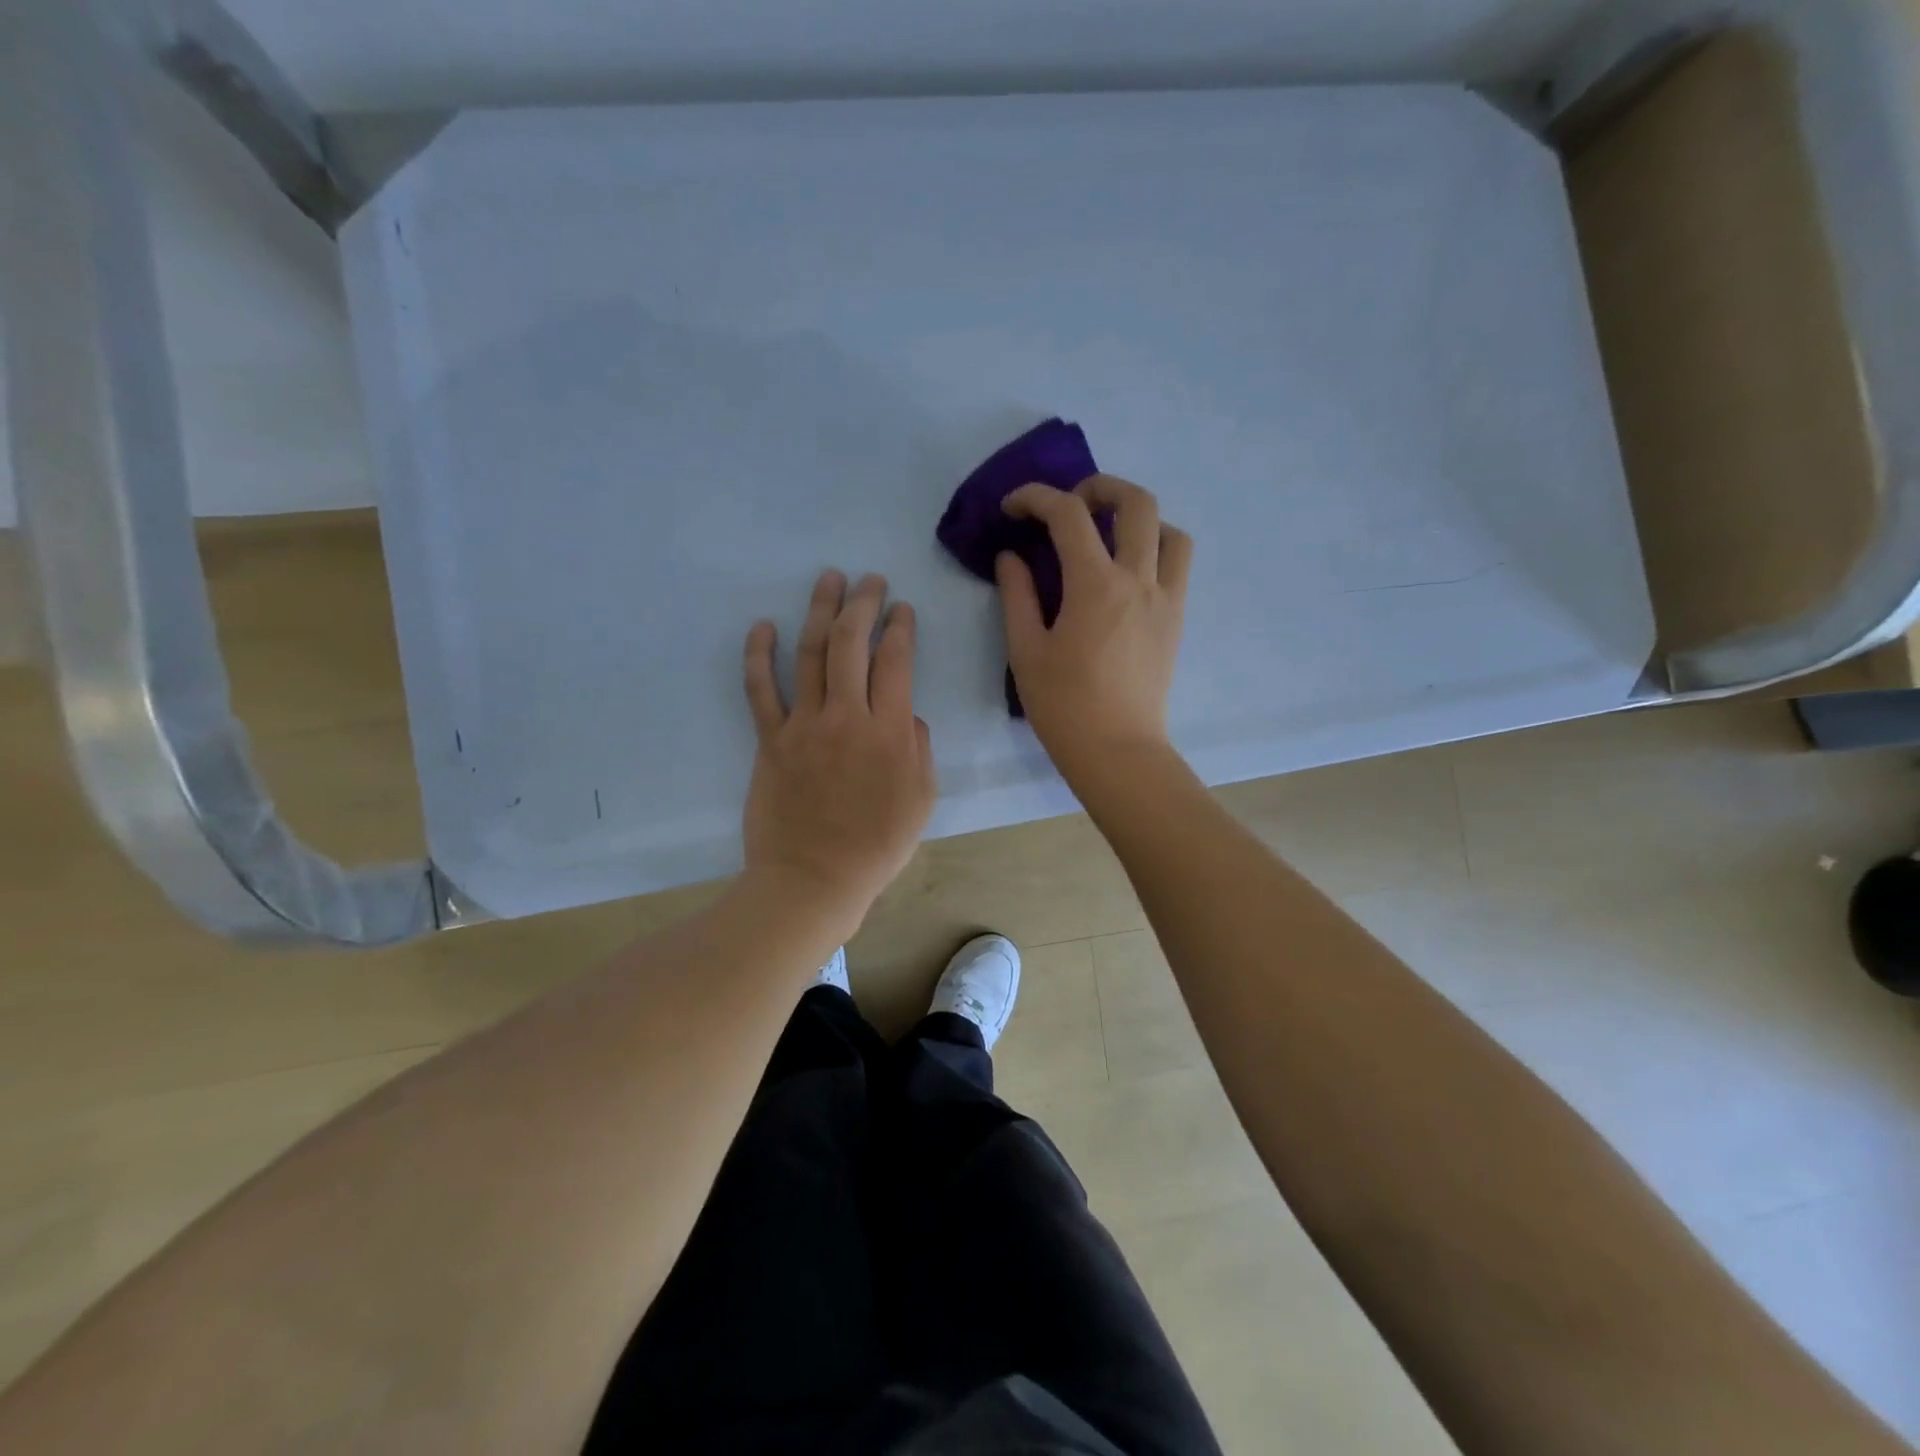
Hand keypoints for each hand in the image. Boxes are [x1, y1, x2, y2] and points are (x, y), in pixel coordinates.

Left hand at [742, 571, 936, 938]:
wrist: (813, 879)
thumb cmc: (876, 846)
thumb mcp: (921, 799)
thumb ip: (918, 748)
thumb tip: (904, 713)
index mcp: (889, 732)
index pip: (895, 662)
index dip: (900, 628)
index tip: (902, 609)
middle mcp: (846, 717)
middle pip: (852, 644)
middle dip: (863, 604)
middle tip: (870, 581)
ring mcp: (803, 726)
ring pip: (811, 654)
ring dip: (820, 611)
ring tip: (829, 580)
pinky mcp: (770, 741)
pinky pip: (761, 690)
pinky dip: (759, 655)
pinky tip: (763, 626)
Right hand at [997, 476, 1191, 786]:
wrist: (1117, 751)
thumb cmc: (1063, 706)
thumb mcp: (1026, 650)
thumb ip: (1017, 595)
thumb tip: (1012, 557)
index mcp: (1095, 586)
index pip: (1068, 515)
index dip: (1036, 497)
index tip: (1012, 508)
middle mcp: (1138, 580)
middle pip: (1136, 502)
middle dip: (1099, 487)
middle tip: (1070, 506)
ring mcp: (1165, 598)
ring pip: (1169, 529)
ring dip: (1138, 518)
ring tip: (1108, 535)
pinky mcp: (1176, 619)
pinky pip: (1178, 564)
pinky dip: (1156, 548)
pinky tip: (1127, 571)